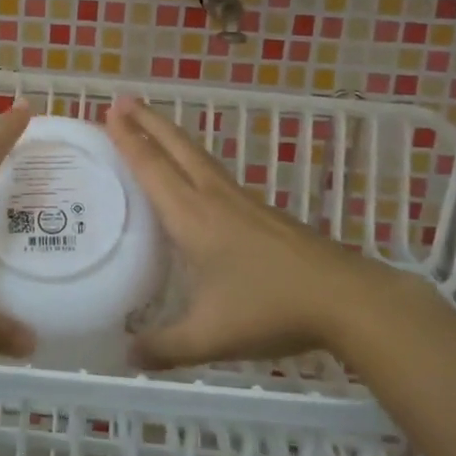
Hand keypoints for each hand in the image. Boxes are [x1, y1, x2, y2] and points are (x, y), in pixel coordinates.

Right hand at [106, 95, 373, 370]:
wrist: (346, 298)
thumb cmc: (271, 309)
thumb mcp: (211, 336)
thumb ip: (165, 347)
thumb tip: (125, 356)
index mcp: (193, 218)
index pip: (153, 168)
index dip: (129, 139)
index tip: (109, 111)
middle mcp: (214, 199)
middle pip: (176, 148)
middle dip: (147, 121)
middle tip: (122, 99)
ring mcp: (242, 202)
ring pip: (198, 157)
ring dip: (170, 136)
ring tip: (151, 124)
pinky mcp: (261, 212)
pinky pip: (214, 173)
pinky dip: (191, 159)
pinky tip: (194, 174)